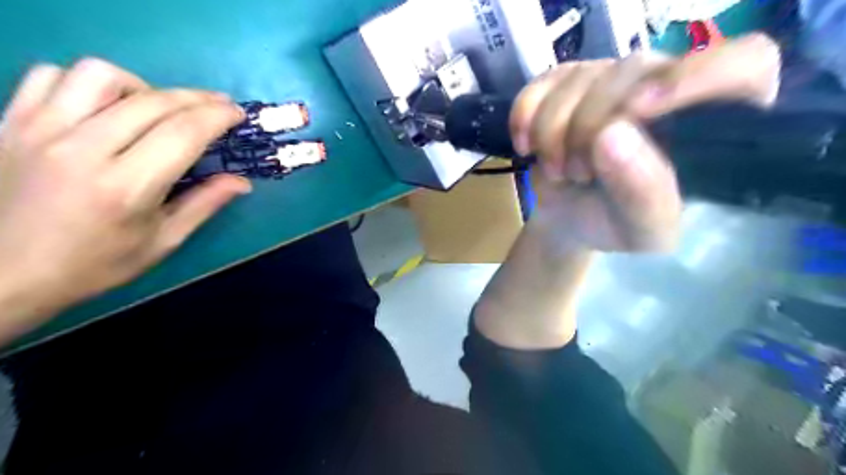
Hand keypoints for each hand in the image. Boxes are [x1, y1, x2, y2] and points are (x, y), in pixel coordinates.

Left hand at [0, 57, 247, 336]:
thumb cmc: (95, 264)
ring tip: (156, 108)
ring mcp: (39, 130)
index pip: (183, 133)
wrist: (3, 274)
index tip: (237, 114)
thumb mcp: (162, 241)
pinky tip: (104, 107)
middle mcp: (83, 149)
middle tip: (218, 106)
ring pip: (100, 75)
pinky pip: (51, 76)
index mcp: (126, 187)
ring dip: (143, 87)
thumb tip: (242, 182)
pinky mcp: (11, 122)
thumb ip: (204, 204)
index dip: (217, 116)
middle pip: (153, 101)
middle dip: (197, 98)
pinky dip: (87, 84)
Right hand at [508, 33, 779, 251]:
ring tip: (562, 171)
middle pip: (631, 73)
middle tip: (578, 175)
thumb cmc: (615, 225)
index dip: (694, 78)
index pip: (741, 64)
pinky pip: (539, 84)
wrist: (568, 219)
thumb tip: (611, 136)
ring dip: (552, 135)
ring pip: (578, 79)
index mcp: (709, 122)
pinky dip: (524, 118)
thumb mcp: (643, 230)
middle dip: (587, 131)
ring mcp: (611, 78)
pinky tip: (528, 148)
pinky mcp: (567, 81)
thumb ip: (644, 192)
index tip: (638, 113)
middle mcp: (666, 86)